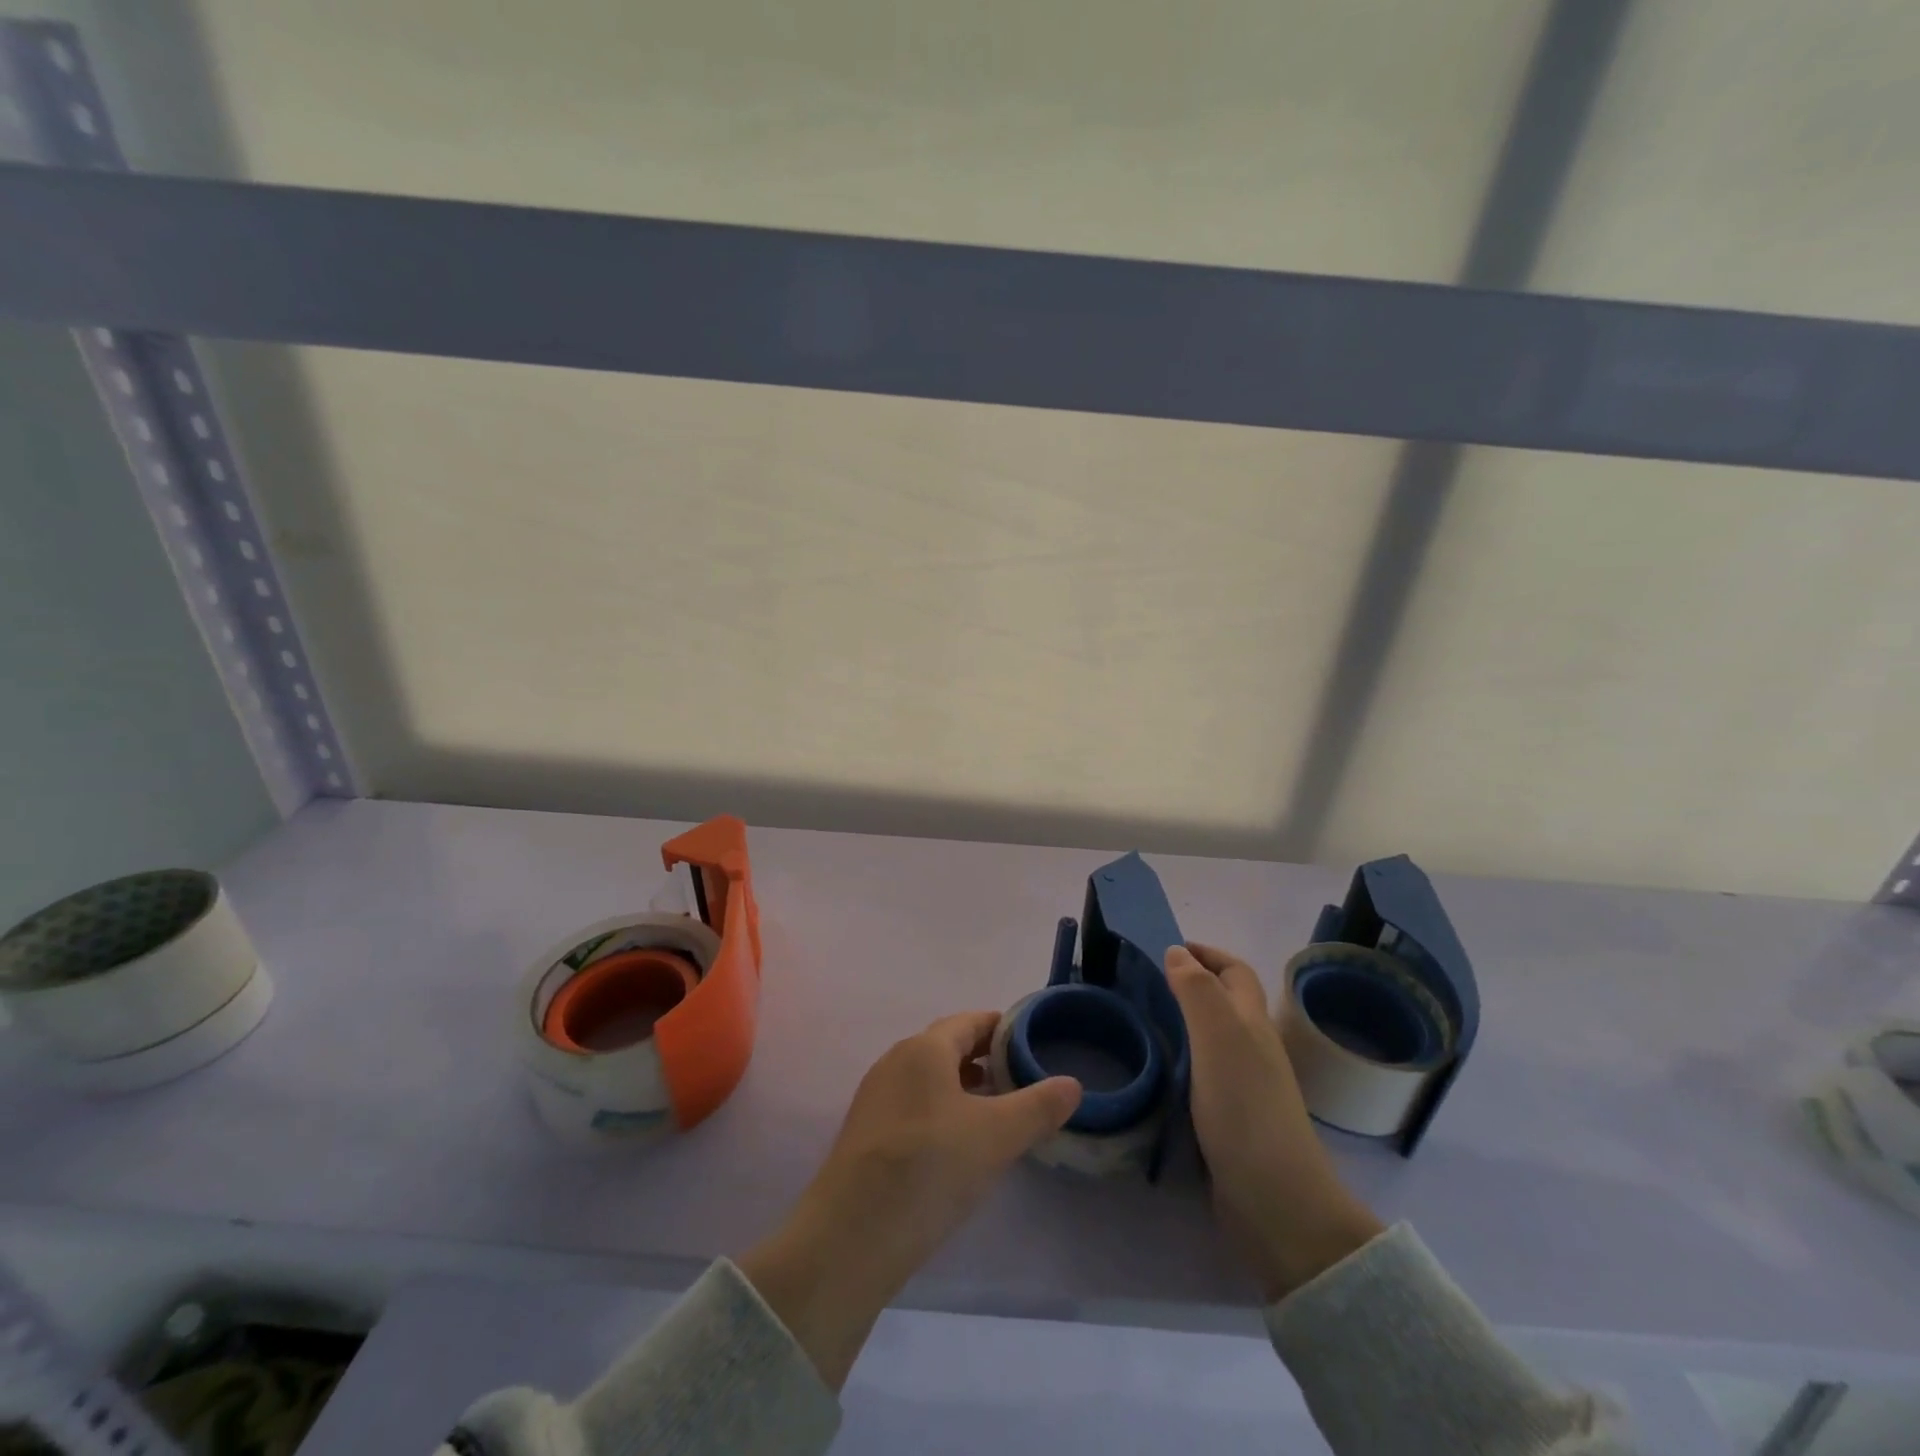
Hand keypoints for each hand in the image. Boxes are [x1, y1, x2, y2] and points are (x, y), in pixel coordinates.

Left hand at [738, 1012, 1079, 1388]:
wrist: (851, 1236)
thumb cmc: (929, 1168)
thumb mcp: (996, 1137)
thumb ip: (1038, 1107)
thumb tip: (1073, 1084)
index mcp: (924, 1049)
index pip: (969, 1022)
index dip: (1001, 1027)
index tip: (1030, 1043)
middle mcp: (895, 1061)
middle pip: (947, 1046)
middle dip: (984, 1058)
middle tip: (1020, 1079)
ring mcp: (875, 1097)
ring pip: (928, 1078)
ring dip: (962, 1086)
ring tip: (995, 1112)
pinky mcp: (865, 1132)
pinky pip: (912, 1104)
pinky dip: (940, 1110)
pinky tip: (956, 1144)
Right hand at [1168, 943, 1383, 1301]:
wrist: (1275, 1201)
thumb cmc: (1245, 1108)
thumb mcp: (1219, 1037)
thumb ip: (1197, 991)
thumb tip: (1178, 951)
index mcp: (1253, 1023)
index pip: (1235, 972)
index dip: (1207, 954)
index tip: (1168, 949)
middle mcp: (1253, 1049)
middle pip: (1227, 1003)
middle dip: (1193, 984)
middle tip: (1147, 984)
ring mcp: (1244, 1087)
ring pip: (1213, 1039)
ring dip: (1183, 1023)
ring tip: (1144, 1021)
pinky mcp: (1231, 1121)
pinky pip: (1203, 1075)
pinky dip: (1181, 1061)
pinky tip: (1158, 1072)